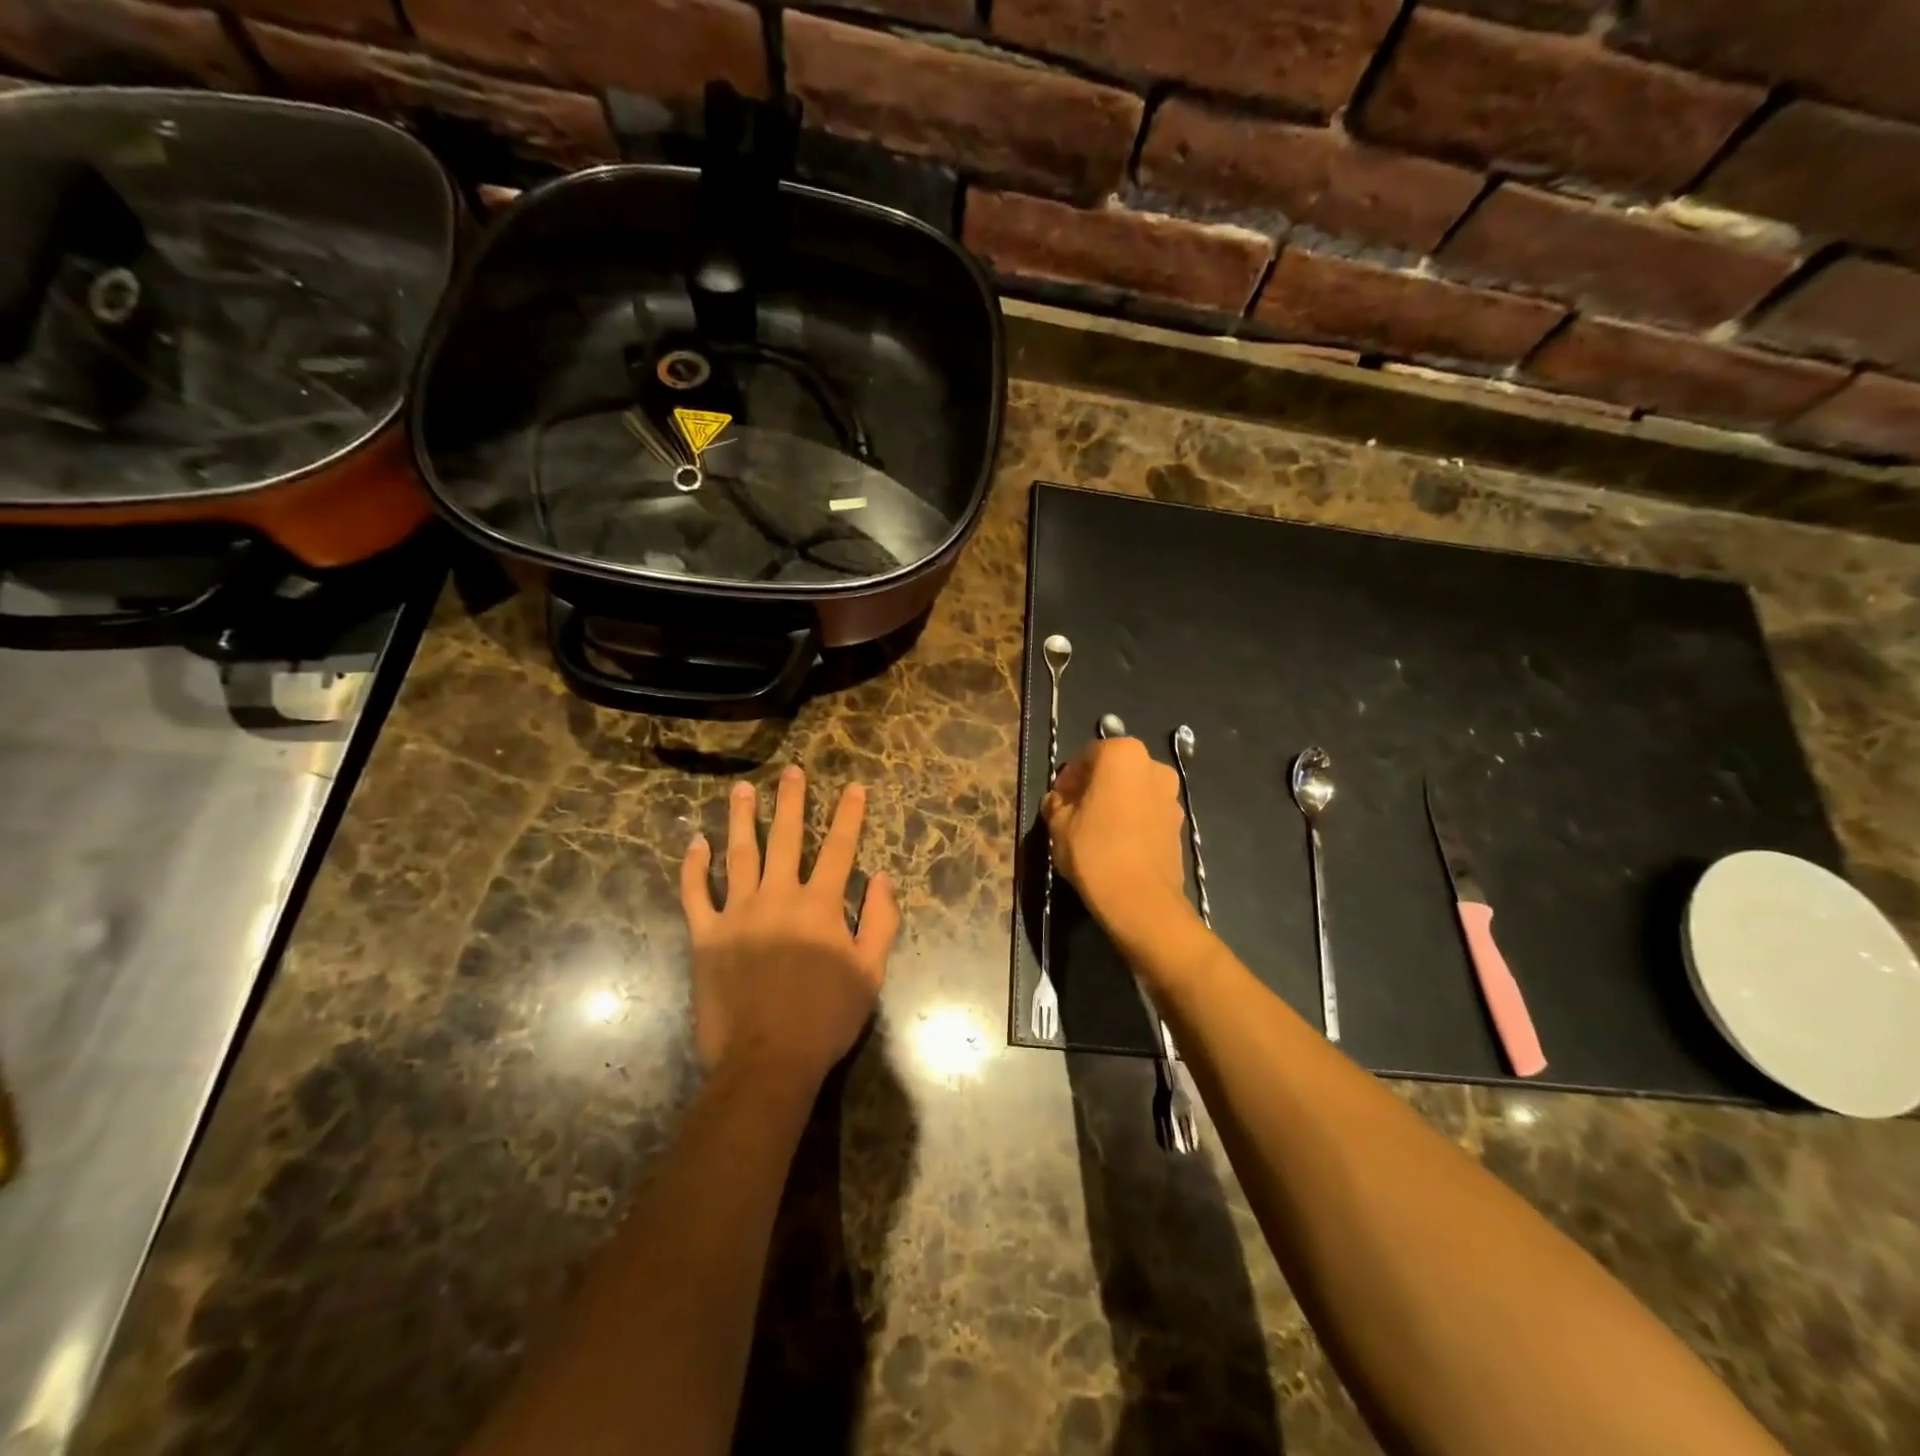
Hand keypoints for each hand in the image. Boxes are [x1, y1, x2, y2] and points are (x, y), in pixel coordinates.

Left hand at [680, 766, 899, 1089]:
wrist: (767, 1060)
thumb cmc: (825, 1018)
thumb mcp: (869, 973)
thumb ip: (879, 922)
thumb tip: (881, 878)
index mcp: (820, 906)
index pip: (839, 849)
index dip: (848, 816)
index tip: (853, 787)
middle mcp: (778, 897)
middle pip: (785, 838)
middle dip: (791, 801)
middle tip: (791, 771)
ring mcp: (737, 913)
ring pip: (738, 854)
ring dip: (741, 818)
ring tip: (742, 789)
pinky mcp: (705, 935)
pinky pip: (696, 893)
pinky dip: (694, 867)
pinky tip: (696, 843)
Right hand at [1043, 736, 1192, 941]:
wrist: (1141, 900)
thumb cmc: (1094, 851)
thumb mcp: (1059, 825)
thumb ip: (1056, 804)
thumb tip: (1057, 801)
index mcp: (1123, 755)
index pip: (1087, 755)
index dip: (1069, 777)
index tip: (1058, 799)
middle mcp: (1154, 767)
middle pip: (1114, 770)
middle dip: (1093, 787)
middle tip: (1073, 812)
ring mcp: (1171, 796)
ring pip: (1134, 792)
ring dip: (1115, 803)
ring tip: (1094, 831)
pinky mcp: (1179, 825)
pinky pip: (1148, 813)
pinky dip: (1132, 820)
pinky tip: (1116, 845)